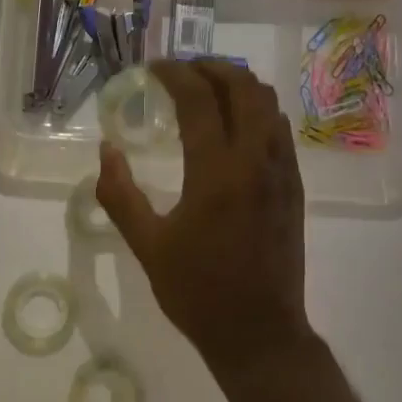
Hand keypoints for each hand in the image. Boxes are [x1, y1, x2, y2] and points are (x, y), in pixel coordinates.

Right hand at [94, 60, 311, 370]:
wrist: (260, 334)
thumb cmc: (198, 292)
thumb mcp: (147, 246)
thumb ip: (120, 195)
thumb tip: (106, 150)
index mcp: (216, 173)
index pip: (199, 100)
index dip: (175, 74)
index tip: (153, 68)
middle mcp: (255, 161)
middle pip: (243, 87)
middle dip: (211, 68)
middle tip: (182, 72)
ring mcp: (282, 172)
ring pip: (268, 104)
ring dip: (238, 85)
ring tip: (207, 89)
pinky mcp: (294, 187)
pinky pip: (279, 129)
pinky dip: (257, 110)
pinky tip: (234, 125)